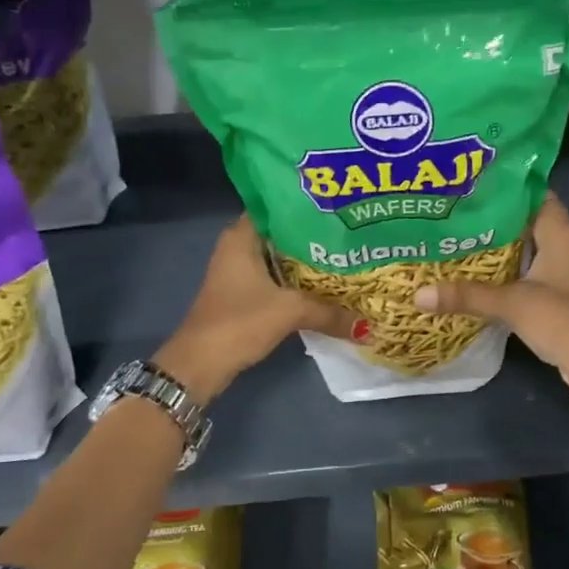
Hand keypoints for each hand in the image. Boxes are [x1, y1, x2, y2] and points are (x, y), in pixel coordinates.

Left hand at [155, 216, 357, 402]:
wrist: (201, 364)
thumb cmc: (240, 321)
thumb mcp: (290, 311)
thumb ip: (330, 313)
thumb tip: (368, 326)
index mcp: (242, 236)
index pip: (277, 205)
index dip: (306, 204)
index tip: (339, 206)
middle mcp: (238, 248)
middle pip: (283, 233)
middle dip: (315, 234)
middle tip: (351, 232)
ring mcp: (240, 273)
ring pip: (281, 258)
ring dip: (308, 261)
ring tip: (347, 256)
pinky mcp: (244, 295)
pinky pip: (278, 279)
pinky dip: (299, 282)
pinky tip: (326, 286)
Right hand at [412, 194, 568, 409]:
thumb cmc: (564, 319)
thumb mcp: (512, 303)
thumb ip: (467, 295)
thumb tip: (417, 294)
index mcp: (558, 231)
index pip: (531, 191)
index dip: (502, 184)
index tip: (467, 181)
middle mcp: (561, 242)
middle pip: (523, 218)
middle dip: (491, 214)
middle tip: (451, 208)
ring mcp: (559, 269)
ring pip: (523, 246)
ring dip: (495, 243)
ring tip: (453, 234)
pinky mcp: (554, 293)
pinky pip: (523, 270)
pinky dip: (502, 269)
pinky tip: (473, 271)